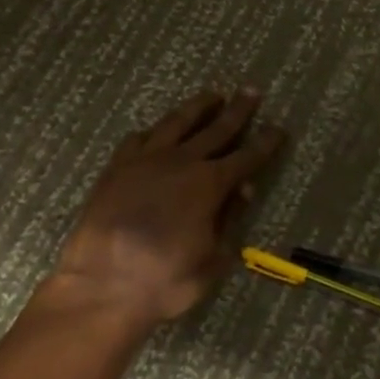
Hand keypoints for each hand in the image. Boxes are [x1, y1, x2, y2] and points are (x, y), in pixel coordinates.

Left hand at [49, 90, 286, 327]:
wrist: (101, 287)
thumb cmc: (165, 281)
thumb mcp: (213, 259)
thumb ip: (229, 219)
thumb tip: (245, 188)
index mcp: (209, 184)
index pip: (247, 157)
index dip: (265, 143)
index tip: (278, 128)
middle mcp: (180, 162)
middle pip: (216, 129)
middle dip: (237, 111)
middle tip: (251, 91)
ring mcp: (145, 160)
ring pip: (176, 123)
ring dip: (197, 107)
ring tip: (211, 95)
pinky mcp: (116, 168)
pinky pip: (138, 138)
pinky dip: (154, 131)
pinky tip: (157, 131)